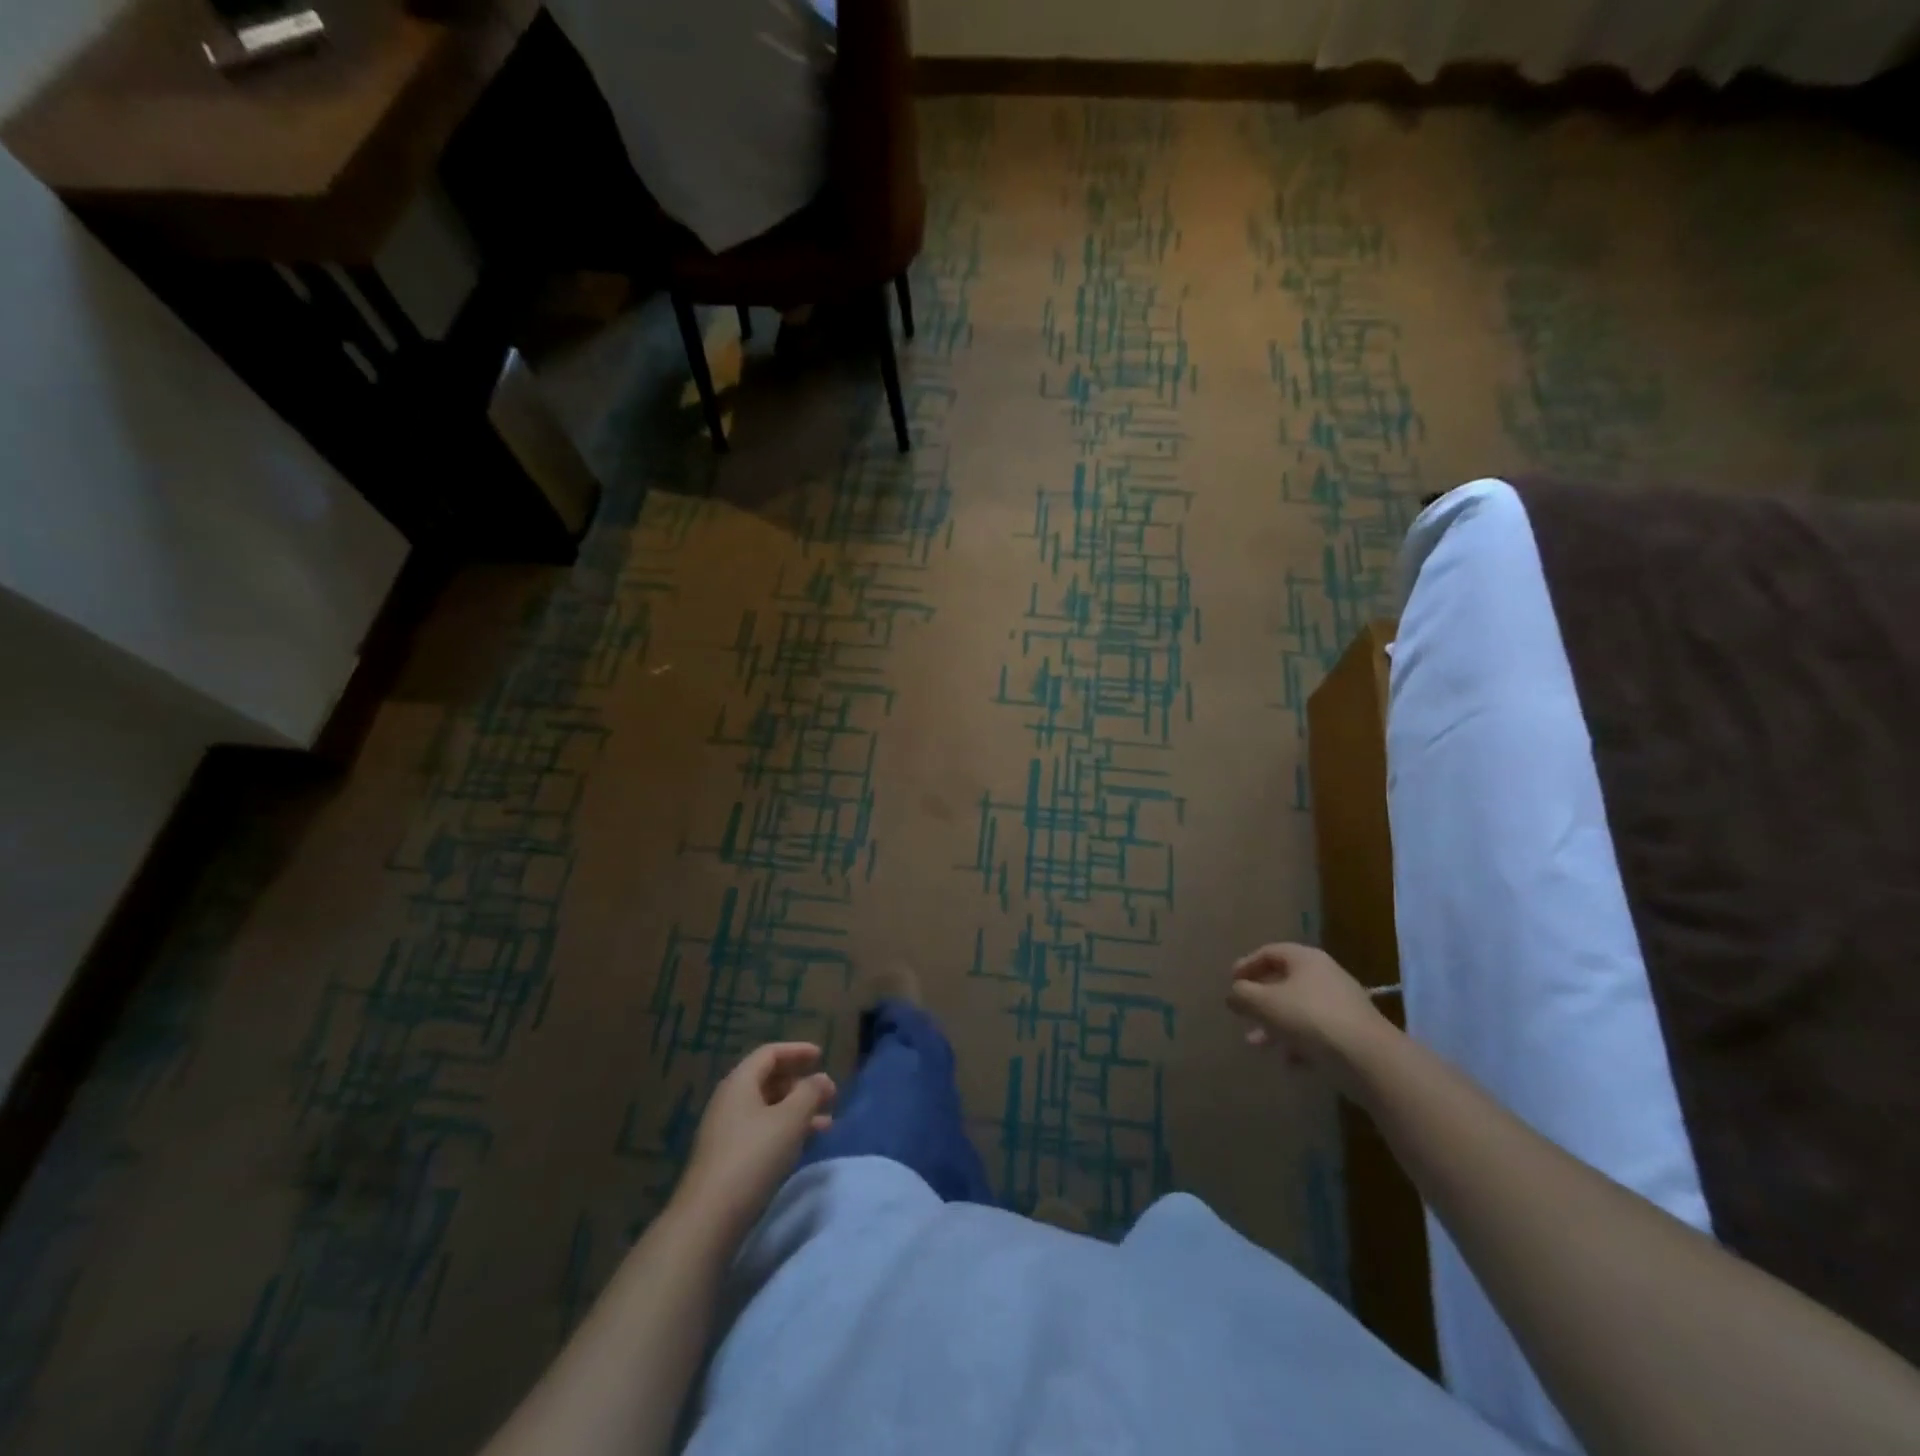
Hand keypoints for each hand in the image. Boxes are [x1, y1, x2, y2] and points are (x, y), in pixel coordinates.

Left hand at [677, 1043, 835, 1242]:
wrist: (708, 1220)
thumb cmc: (753, 1158)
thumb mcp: (790, 1120)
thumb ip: (810, 1093)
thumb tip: (822, 1079)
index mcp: (739, 1083)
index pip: (769, 1053)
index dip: (797, 1051)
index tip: (821, 1056)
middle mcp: (729, 1101)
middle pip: (767, 1080)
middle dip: (800, 1084)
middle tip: (827, 1095)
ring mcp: (725, 1131)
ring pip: (767, 1109)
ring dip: (796, 1111)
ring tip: (826, 1125)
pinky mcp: (726, 1158)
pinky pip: (761, 1131)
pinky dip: (784, 1130)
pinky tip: (801, 1146)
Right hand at [1226, 943, 1386, 1088]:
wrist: (1368, 1059)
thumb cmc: (1310, 1019)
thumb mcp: (1265, 1003)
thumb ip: (1243, 995)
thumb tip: (1233, 994)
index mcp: (1305, 959)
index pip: (1270, 952)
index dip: (1247, 965)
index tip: (1231, 982)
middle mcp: (1325, 976)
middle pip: (1284, 982)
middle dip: (1260, 1001)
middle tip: (1242, 1014)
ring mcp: (1341, 1005)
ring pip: (1298, 1010)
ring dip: (1274, 1025)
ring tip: (1256, 1044)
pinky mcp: (1351, 1034)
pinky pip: (1317, 1033)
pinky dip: (1298, 1043)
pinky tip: (1288, 1062)